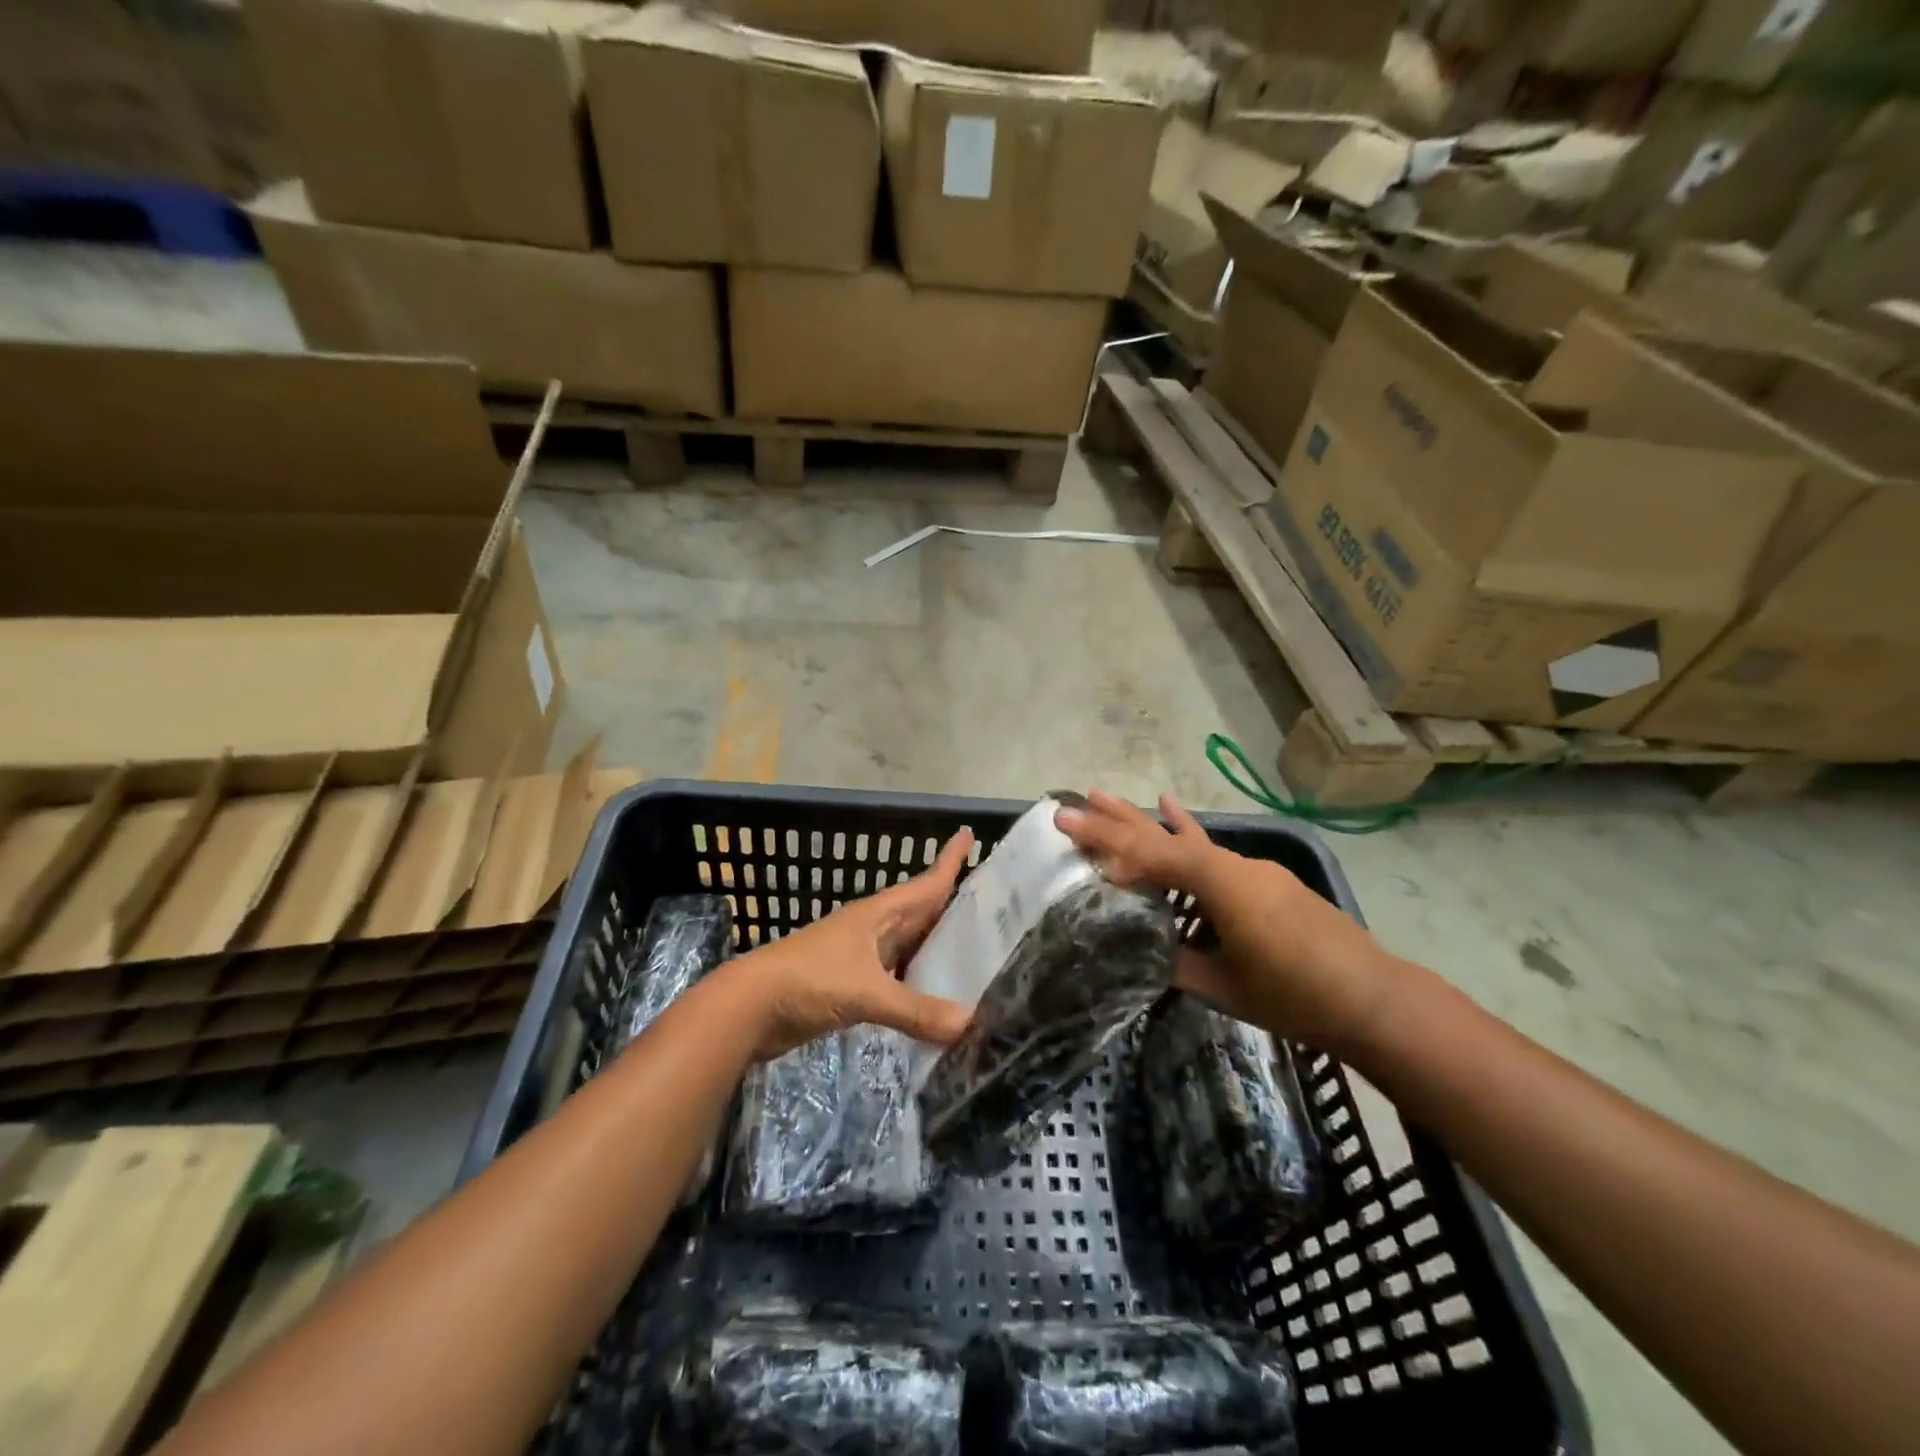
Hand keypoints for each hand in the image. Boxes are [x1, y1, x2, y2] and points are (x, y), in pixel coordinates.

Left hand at [724, 830, 974, 1059]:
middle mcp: (876, 930)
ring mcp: (863, 959)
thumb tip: (970, 1023)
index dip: (949, 860)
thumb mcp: (866, 992)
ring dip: (939, 949)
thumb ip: (916, 1010)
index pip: (925, 882)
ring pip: (911, 947)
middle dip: (954, 907)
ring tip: (977, 954)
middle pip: (923, 913)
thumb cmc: (810, 980)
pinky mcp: (853, 987)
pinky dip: (920, 984)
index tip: (971, 835)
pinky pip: (898, 978)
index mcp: (880, 914)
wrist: (750, 1007)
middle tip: (994, 906)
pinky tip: (938, 998)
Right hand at [1058, 790, 1395, 1055]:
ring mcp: (1252, 869)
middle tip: (1074, 802)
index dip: (1106, 839)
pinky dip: (1187, 829)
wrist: (1376, 1001)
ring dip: (1145, 820)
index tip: (1066, 822)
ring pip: (1186, 838)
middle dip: (1116, 821)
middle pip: (1164, 836)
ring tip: (1104, 795)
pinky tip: (1170, 804)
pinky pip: (1214, 849)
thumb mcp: (1225, 988)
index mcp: (1221, 886)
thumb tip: (1139, 951)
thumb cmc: (1297, 998)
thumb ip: (1177, 963)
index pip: (1152, 854)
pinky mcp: (1265, 881)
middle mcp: (1233, 866)